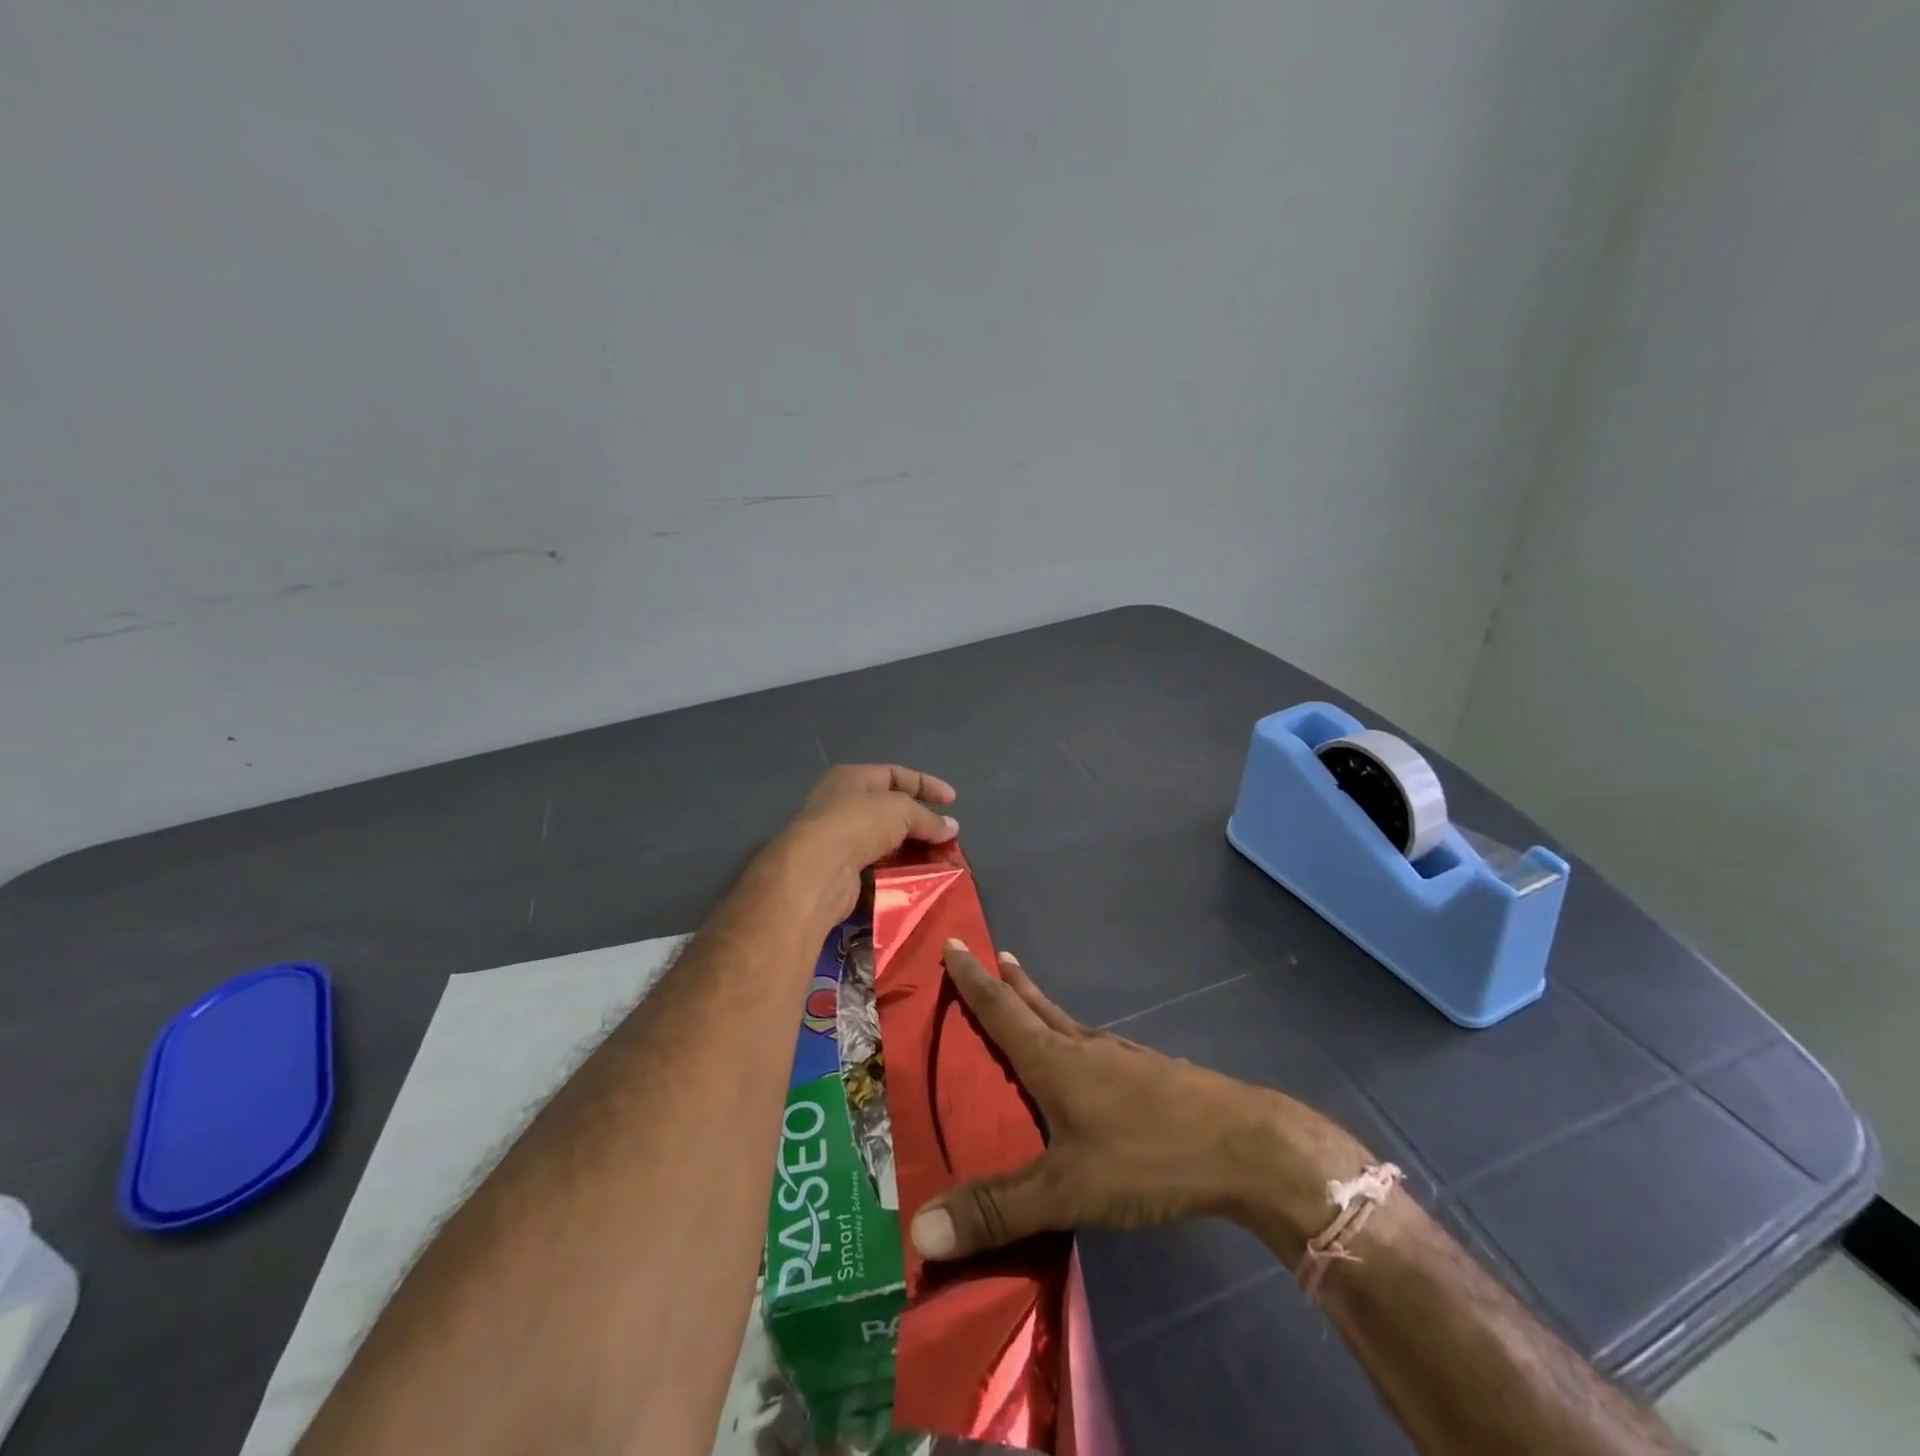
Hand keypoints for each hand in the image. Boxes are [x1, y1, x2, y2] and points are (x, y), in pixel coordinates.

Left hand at [762, 764, 958, 926]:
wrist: (817, 871)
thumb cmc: (857, 824)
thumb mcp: (900, 810)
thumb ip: (928, 818)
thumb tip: (951, 827)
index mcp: (852, 778)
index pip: (895, 774)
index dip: (926, 784)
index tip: (953, 801)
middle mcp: (842, 804)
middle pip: (891, 810)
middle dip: (922, 822)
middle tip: (948, 836)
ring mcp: (840, 839)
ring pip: (885, 841)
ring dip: (912, 850)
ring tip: (940, 860)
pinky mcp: (841, 871)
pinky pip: (877, 867)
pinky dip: (898, 871)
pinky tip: (919, 878)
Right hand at [909, 942, 1373, 1262]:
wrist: (1246, 1147)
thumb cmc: (1148, 1156)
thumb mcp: (1066, 1190)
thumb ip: (997, 1210)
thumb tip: (919, 1229)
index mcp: (1056, 1060)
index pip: (1002, 1010)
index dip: (973, 979)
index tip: (954, 941)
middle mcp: (1085, 1048)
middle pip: (1038, 1007)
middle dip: (1010, 983)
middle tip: (991, 957)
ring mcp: (1124, 1060)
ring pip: (1070, 1025)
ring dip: (1043, 1008)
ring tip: (1030, 1004)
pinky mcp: (1152, 1078)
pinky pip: (1098, 1050)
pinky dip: (1076, 1043)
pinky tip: (1091, 1064)